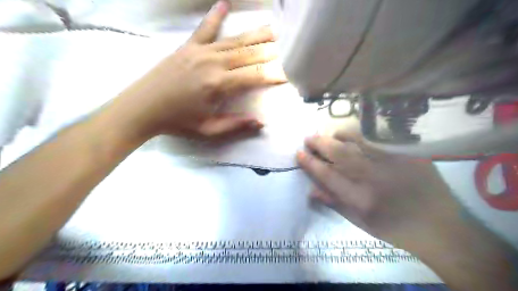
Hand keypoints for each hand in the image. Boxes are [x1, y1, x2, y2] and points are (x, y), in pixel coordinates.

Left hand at [116, 0, 287, 140]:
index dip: (272, 75)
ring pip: (233, 40)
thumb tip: (260, 122)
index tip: (286, 74)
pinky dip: (216, 15)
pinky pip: (205, 29)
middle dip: (268, 51)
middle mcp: (213, 63)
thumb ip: (235, 125)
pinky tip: (225, 3)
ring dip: (254, 34)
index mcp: (219, 85)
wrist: (142, 108)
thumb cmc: (177, 122)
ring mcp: (200, 52)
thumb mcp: (208, 130)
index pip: (254, 76)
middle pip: (247, 54)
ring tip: (271, 29)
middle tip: (285, 47)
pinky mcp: (187, 47)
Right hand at [296, 131, 460, 251]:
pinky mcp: (407, 153)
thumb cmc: (395, 228)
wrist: (440, 226)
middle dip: (320, 144)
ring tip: (328, 135)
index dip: (311, 163)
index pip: (328, 175)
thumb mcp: (361, 223)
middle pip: (340, 154)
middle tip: (308, 138)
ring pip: (358, 140)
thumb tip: (311, 190)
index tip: (299, 154)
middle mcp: (375, 177)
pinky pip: (379, 138)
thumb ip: (335, 203)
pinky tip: (352, 134)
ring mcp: (393, 162)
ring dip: (338, 136)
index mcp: (361, 198)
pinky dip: (360, 134)